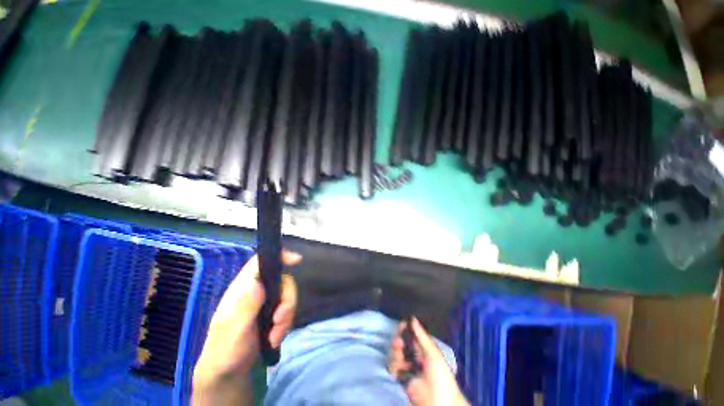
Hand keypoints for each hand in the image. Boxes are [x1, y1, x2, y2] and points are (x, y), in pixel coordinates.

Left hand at [193, 251, 300, 390]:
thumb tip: (257, 282)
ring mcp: (265, 301)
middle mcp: (256, 290)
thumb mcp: (234, 332)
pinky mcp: (272, 312)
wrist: (228, 373)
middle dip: (287, 301)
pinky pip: (288, 309)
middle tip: (279, 321)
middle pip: (283, 280)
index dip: (279, 256)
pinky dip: (286, 323)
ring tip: (274, 337)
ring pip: (288, 296)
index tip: (296, 260)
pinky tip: (275, 338)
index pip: (260, 262)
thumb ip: (245, 308)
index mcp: (242, 289)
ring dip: (286, 317)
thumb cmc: (225, 351)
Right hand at [389, 318, 468, 405]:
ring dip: (395, 350)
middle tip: (398, 339)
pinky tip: (398, 365)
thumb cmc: (441, 376)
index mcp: (424, 349)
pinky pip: (393, 367)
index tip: (403, 322)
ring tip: (398, 348)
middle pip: (402, 342)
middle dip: (398, 338)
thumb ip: (422, 336)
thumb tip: (413, 318)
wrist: (439, 403)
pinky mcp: (401, 378)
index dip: (407, 328)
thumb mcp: (434, 354)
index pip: (412, 335)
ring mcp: (407, 367)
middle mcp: (414, 356)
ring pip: (396, 353)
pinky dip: (393, 364)